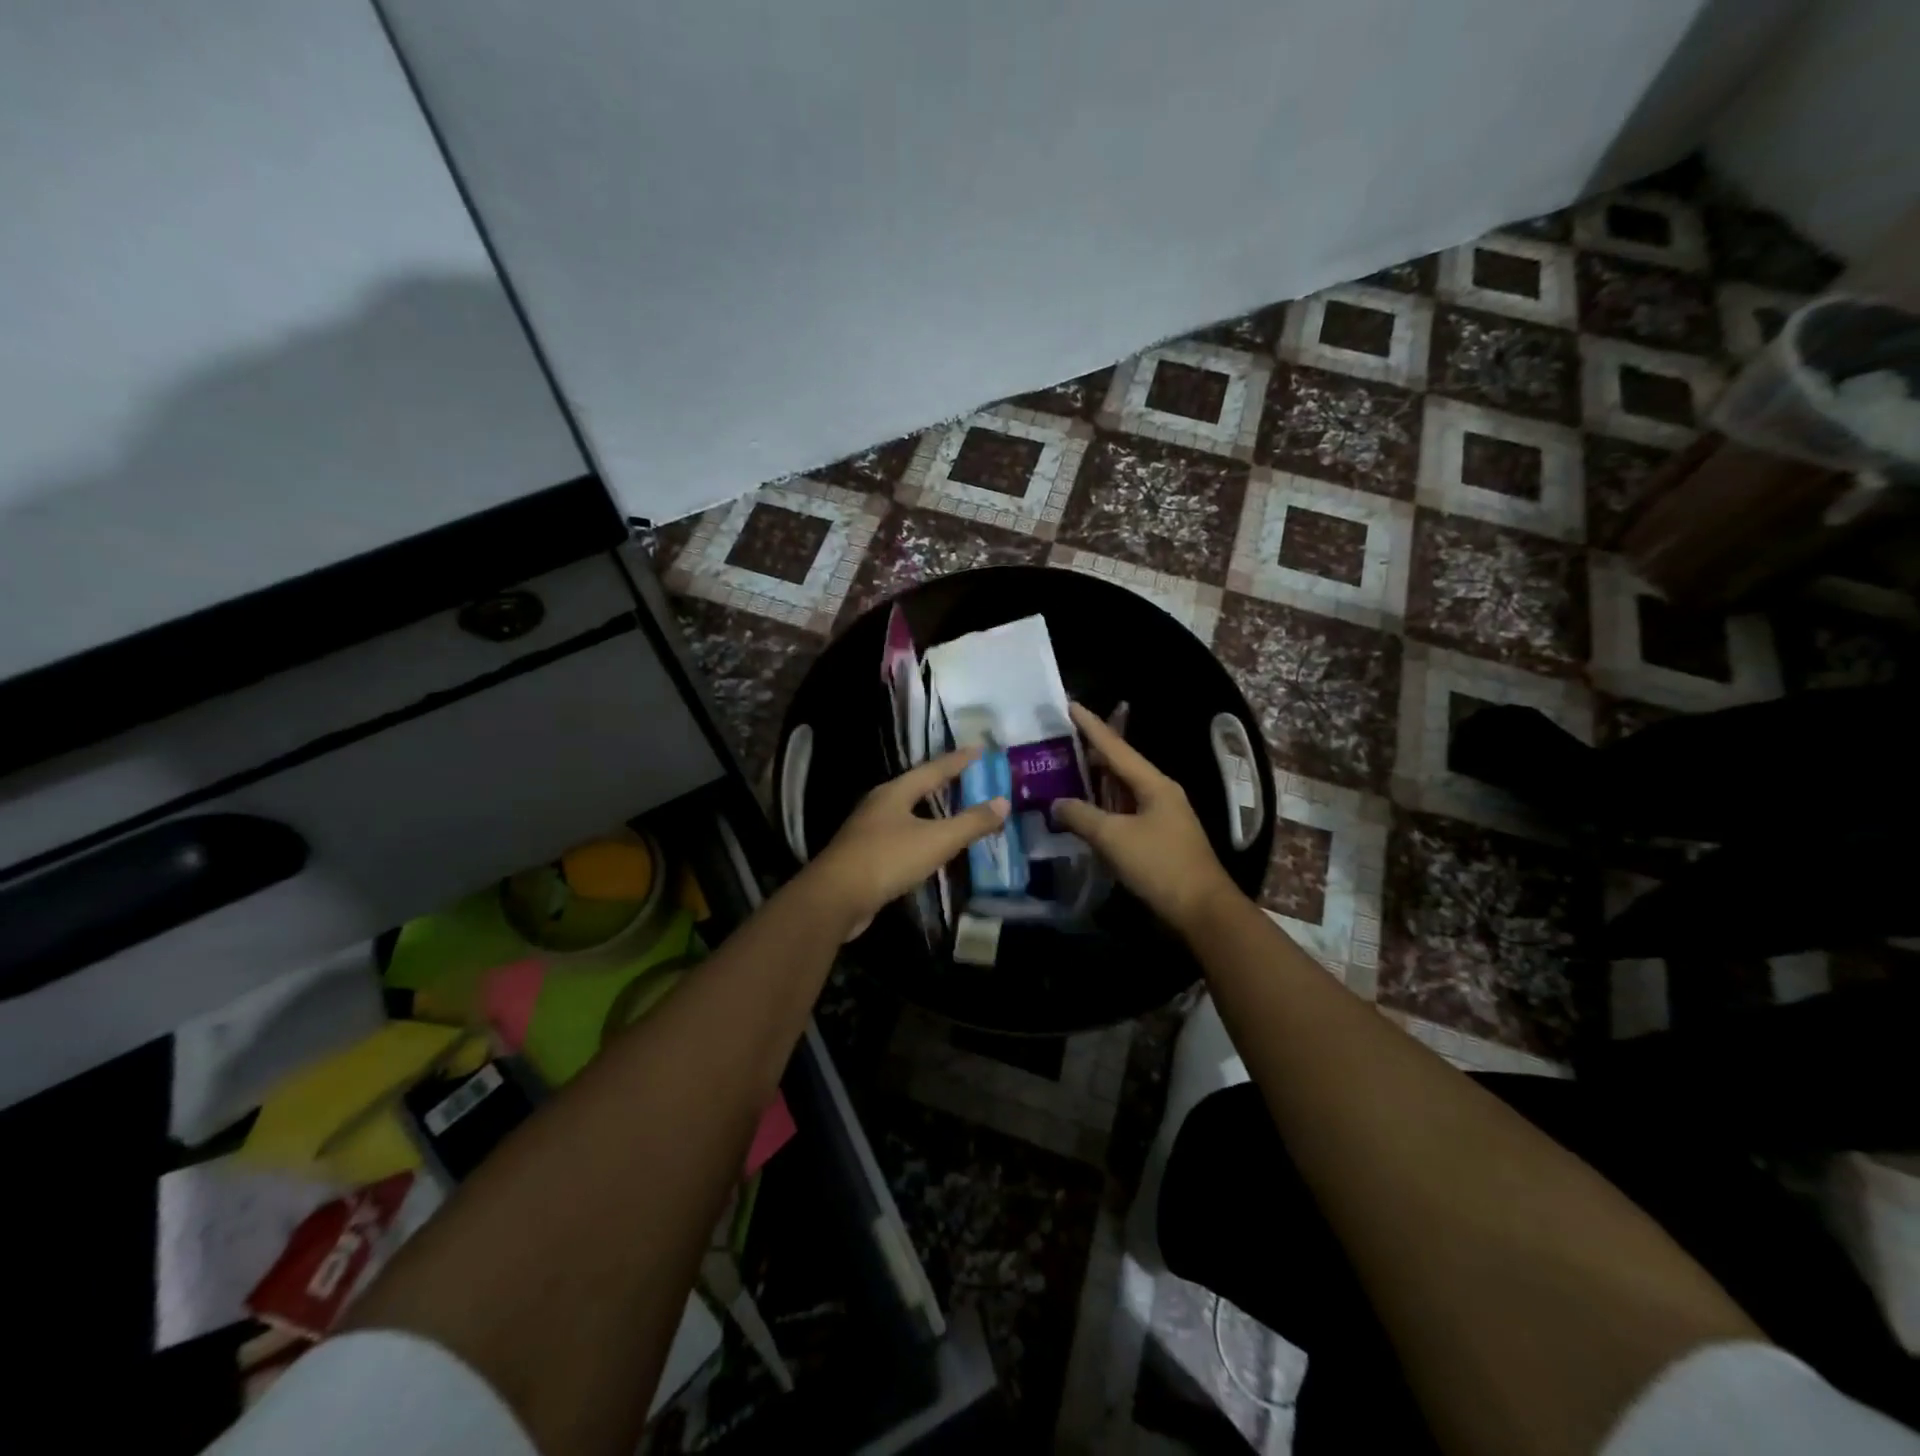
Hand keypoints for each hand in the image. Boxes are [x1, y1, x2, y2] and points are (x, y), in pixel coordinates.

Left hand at [800, 749, 1010, 934]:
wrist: (835, 898)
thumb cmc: (887, 859)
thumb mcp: (936, 840)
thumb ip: (971, 822)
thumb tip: (1003, 802)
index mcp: (895, 793)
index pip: (933, 769)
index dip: (958, 760)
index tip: (980, 750)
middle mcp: (879, 805)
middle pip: (916, 787)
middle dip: (942, 782)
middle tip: (968, 777)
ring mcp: (867, 830)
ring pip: (906, 812)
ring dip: (929, 809)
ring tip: (951, 809)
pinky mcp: (864, 855)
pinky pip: (899, 836)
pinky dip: (919, 835)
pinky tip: (926, 846)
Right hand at [1054, 703, 1238, 935]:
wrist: (1202, 910)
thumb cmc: (1160, 865)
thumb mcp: (1114, 837)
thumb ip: (1081, 816)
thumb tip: (1057, 804)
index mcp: (1154, 784)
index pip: (1116, 747)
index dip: (1091, 726)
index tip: (1070, 705)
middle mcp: (1160, 793)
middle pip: (1120, 766)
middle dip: (1091, 753)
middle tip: (1060, 741)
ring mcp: (1161, 817)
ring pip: (1122, 791)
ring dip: (1096, 782)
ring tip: (1066, 771)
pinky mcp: (1158, 839)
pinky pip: (1125, 812)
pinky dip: (1103, 808)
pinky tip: (1086, 812)